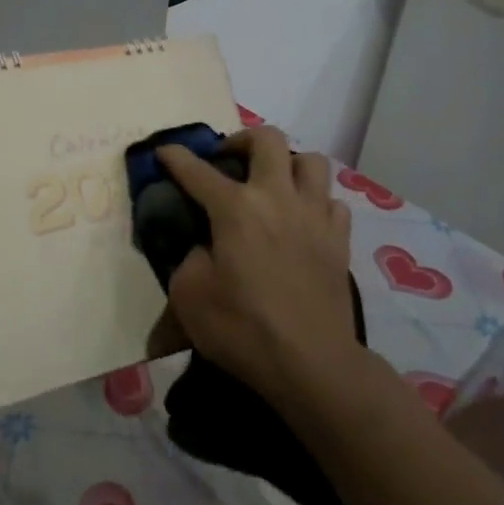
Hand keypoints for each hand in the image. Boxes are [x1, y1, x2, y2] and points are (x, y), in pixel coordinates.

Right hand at [151, 126, 355, 402]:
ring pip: (311, 161)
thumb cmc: (243, 329)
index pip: (197, 170)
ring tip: (272, 185)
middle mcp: (278, 198)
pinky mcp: (339, 240)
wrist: (312, 365)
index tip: (164, 152)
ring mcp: (315, 216)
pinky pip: (331, 201)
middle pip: (268, 139)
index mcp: (236, 208)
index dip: (175, 157)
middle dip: (242, 140)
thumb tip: (204, 246)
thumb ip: (189, 258)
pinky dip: (314, 202)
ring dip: (287, 165)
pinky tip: (302, 221)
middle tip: (228, 161)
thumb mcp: (189, 296)